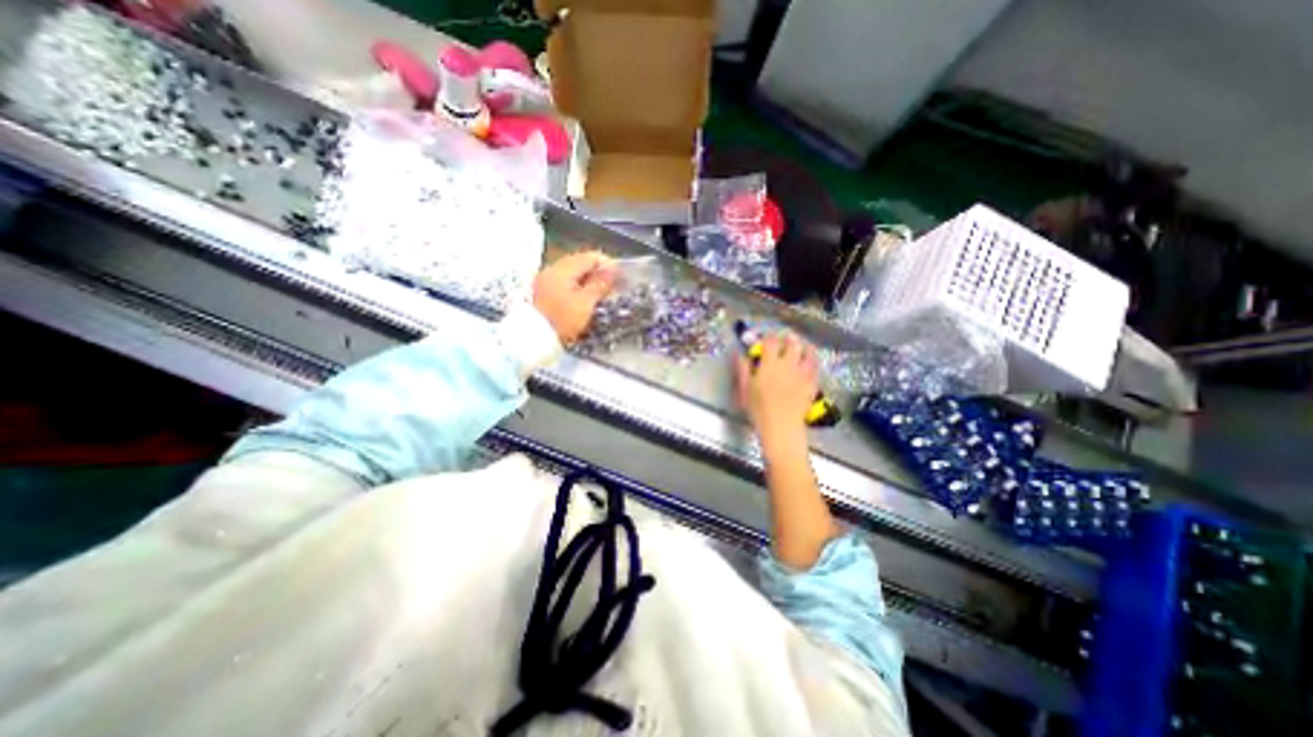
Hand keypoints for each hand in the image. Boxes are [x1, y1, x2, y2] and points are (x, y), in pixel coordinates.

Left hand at [530, 252, 618, 345]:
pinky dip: (577, 289)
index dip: (609, 266)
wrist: (531, 339)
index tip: (621, 280)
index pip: (592, 257)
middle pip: (582, 264)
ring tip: (599, 298)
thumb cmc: (561, 320)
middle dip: (599, 275)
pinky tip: (582, 303)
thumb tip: (614, 269)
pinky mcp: (542, 292)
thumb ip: (601, 284)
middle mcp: (553, 268)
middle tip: (612, 291)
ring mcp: (545, 280)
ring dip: (588, 283)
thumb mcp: (586, 303)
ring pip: (573, 275)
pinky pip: (565, 284)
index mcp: (564, 268)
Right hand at [735, 331, 818, 436]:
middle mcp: (788, 364)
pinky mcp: (812, 384)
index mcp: (770, 363)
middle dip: (789, 339)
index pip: (771, 342)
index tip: (766, 338)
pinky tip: (811, 365)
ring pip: (809, 353)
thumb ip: (742, 369)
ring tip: (804, 347)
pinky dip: (813, 363)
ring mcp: (802, 373)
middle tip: (786, 339)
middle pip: (793, 343)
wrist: (781, 426)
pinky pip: (816, 368)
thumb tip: (739, 354)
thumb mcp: (745, 388)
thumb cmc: (758, 408)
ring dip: (805, 347)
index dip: (768, 337)